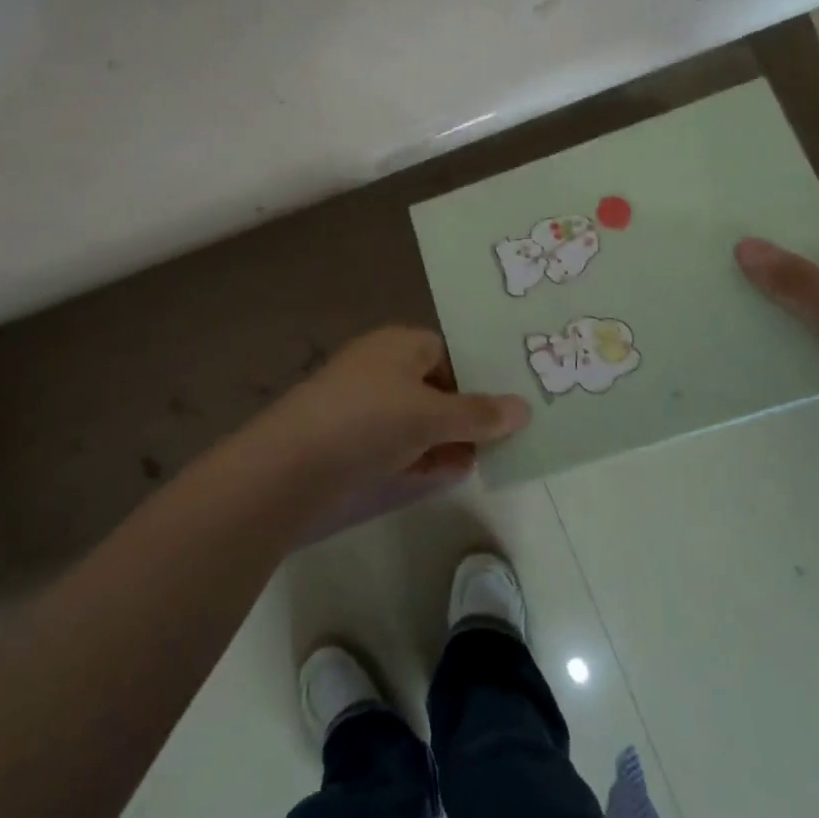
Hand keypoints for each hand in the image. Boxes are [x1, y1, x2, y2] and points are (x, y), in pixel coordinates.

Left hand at [241, 327, 529, 492]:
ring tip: (473, 463)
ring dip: (443, 438)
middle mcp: (379, 364)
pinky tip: (440, 474)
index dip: (474, 378)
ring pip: (414, 415)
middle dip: (462, 414)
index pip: (447, 351)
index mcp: (399, 343)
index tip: (499, 410)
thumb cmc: (371, 420)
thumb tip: (525, 408)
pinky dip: (417, 452)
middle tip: (495, 443)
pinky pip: (393, 438)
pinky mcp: (346, 433)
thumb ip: (480, 414)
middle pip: (433, 385)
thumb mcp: (433, 416)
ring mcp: (359, 399)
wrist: (293, 461)